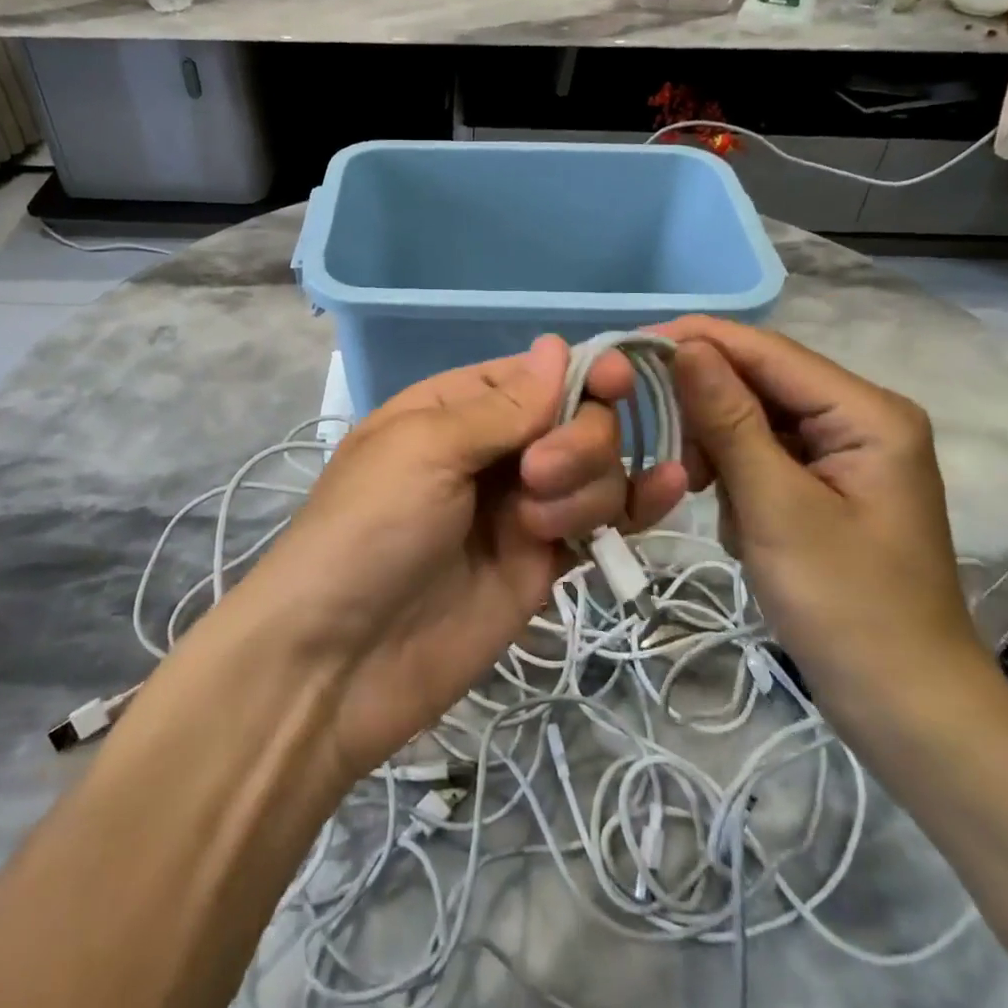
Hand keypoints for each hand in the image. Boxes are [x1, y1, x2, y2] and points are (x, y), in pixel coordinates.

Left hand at [238, 335, 686, 779]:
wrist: (339, 662)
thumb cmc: (367, 530)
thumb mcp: (423, 448)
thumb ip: (500, 406)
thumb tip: (559, 346)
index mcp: (455, 408)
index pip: (537, 374)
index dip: (582, 373)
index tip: (618, 381)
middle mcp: (494, 450)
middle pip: (578, 418)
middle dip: (576, 440)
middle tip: (536, 477)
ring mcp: (523, 508)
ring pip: (596, 469)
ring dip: (583, 486)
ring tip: (534, 529)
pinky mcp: (545, 562)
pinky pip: (603, 521)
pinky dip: (637, 505)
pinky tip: (667, 490)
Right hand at [652, 316, 991, 733]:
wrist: (903, 706)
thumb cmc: (846, 606)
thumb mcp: (776, 507)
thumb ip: (730, 420)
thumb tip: (686, 346)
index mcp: (867, 413)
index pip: (768, 352)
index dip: (699, 341)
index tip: (630, 347)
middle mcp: (859, 418)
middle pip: (761, 383)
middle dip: (707, 411)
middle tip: (664, 448)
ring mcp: (844, 453)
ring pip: (755, 421)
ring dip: (719, 452)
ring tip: (702, 494)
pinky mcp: (826, 485)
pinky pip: (764, 456)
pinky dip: (736, 479)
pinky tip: (734, 519)